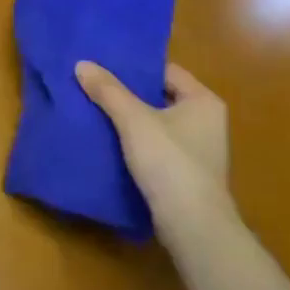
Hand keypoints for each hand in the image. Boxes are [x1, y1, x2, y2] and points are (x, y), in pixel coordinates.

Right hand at [75, 61, 234, 233]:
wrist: (193, 226)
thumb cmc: (170, 162)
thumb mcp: (134, 120)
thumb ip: (108, 91)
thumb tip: (82, 64)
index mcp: (203, 101)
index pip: (166, 71)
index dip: (136, 66)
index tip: (104, 64)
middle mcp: (207, 121)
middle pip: (160, 97)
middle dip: (128, 93)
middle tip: (94, 85)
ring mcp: (199, 150)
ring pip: (157, 124)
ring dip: (130, 120)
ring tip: (95, 110)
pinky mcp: (187, 174)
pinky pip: (157, 148)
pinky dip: (136, 143)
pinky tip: (110, 142)